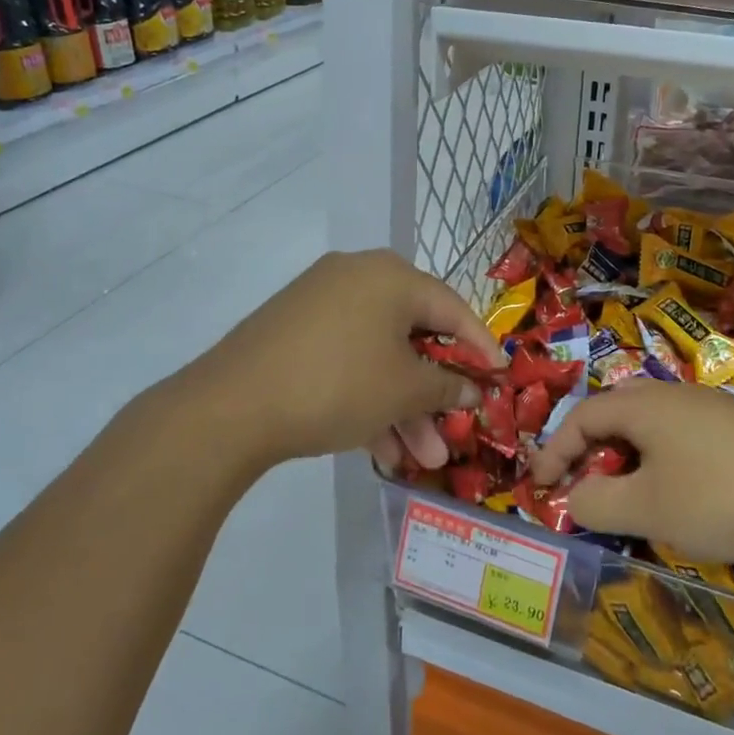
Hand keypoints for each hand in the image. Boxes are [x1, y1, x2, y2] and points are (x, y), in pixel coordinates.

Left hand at [201, 249, 504, 469]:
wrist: (232, 406)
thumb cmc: (338, 385)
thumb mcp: (404, 391)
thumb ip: (447, 386)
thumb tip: (472, 386)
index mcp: (391, 276)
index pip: (452, 308)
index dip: (480, 346)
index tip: (501, 376)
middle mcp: (357, 277)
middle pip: (412, 336)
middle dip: (434, 393)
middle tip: (453, 431)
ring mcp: (321, 302)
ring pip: (378, 355)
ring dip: (402, 406)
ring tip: (419, 458)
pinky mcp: (295, 330)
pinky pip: (347, 359)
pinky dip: (367, 397)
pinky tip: (379, 449)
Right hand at [527, 381, 733, 566]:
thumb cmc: (723, 498)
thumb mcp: (647, 509)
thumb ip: (596, 503)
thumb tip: (573, 496)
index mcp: (644, 404)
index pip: (581, 416)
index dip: (554, 450)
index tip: (539, 486)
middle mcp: (675, 394)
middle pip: (615, 412)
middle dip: (590, 449)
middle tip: (582, 484)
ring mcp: (714, 407)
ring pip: (652, 425)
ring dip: (628, 457)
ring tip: (629, 495)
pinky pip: (684, 436)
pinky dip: (664, 461)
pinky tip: (683, 495)